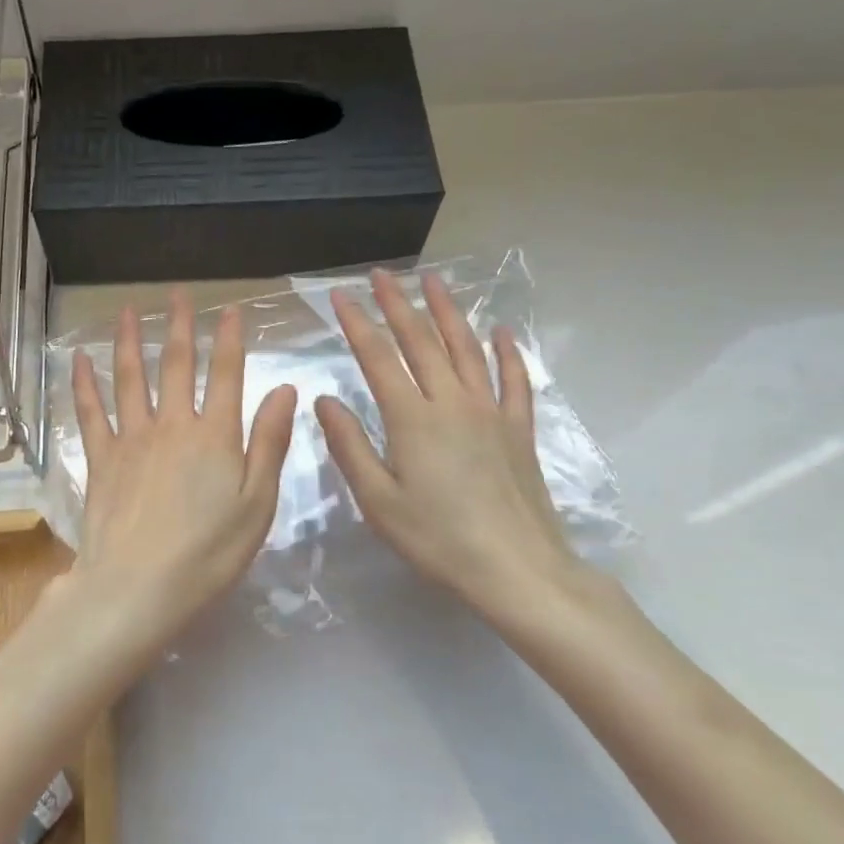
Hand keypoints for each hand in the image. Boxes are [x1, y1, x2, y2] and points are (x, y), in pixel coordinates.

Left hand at [61, 291, 296, 662]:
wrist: (137, 587)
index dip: (230, 339)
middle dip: (179, 326)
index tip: (230, 309)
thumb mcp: (257, 503)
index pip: (226, 373)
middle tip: (178, 294)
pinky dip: (84, 384)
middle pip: (175, 364)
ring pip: (130, 378)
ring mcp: (132, 438)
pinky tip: (80, 361)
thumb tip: (285, 389)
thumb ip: (270, 443)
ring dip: (129, 341)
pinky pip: (90, 412)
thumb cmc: (209, 553)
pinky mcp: (101, 459)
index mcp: (215, 435)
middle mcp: (172, 425)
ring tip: (126, 310)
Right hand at [315, 269, 613, 631]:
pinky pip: (514, 379)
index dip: (357, 323)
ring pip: (466, 348)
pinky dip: (507, 352)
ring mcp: (490, 411)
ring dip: (448, 312)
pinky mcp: (518, 429)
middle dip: (398, 303)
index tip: (339, 296)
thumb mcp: (378, 501)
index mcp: (412, 419)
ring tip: (434, 282)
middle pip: (422, 341)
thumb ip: (350, 446)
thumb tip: (325, 400)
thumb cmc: (438, 540)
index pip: (378, 357)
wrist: (517, 569)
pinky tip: (501, 331)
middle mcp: (452, 402)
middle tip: (381, 274)